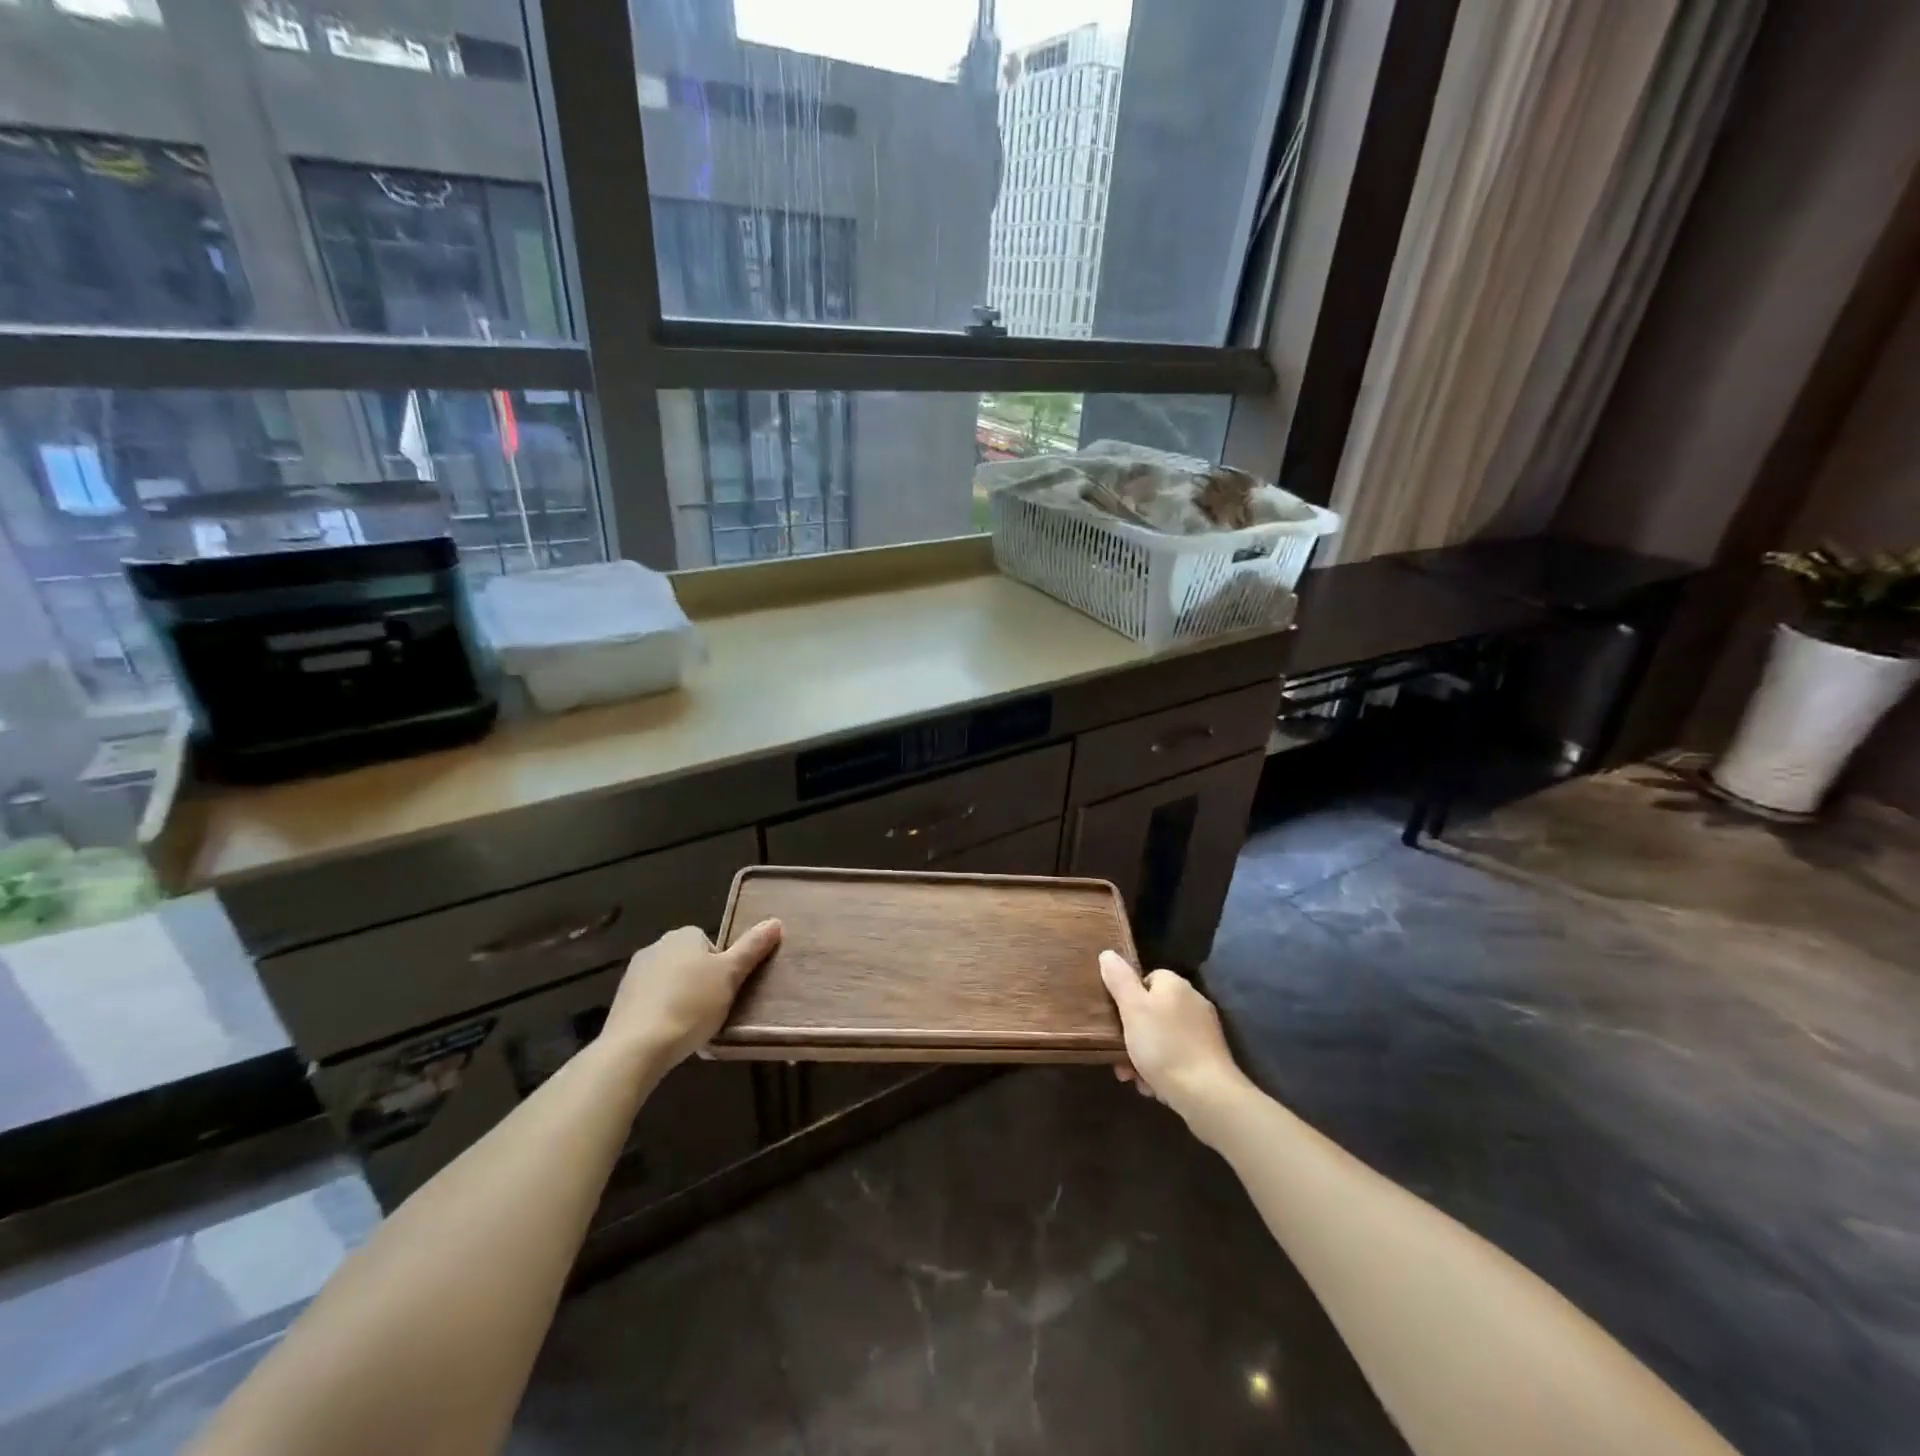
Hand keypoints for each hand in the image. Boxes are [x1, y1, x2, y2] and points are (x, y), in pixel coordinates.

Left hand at [601, 919, 781, 1071]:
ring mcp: (634, 973)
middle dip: (700, 983)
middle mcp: (656, 945)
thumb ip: (752, 947)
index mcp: (684, 935)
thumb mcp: (731, 975)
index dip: (722, 968)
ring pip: (670, 982)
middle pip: (690, 962)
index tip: (725, 991)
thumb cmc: (691, 1004)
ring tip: (690, 1026)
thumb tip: (775, 921)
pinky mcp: (621, 1000)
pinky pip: (651, 1002)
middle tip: (712, 1009)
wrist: (637, 1046)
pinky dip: (661, 1013)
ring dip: (680, 998)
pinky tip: (667, 1034)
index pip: (711, 945)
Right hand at [1099, 951, 1250, 1131]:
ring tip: (1133, 1078)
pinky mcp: (1208, 1059)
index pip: (1146, 978)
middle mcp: (1192, 1002)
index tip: (1116, 1019)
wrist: (1207, 1096)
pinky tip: (1153, 1087)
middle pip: (1152, 1011)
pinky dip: (1162, 1070)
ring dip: (1143, 1056)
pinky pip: (1176, 1058)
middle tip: (1119, 1056)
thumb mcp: (1132, 1009)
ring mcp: (1203, 1032)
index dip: (1128, 997)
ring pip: (1161, 1038)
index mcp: (1175, 985)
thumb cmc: (1164, 1046)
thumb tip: (1108, 954)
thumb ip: (1119, 979)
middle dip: (1132, 1034)